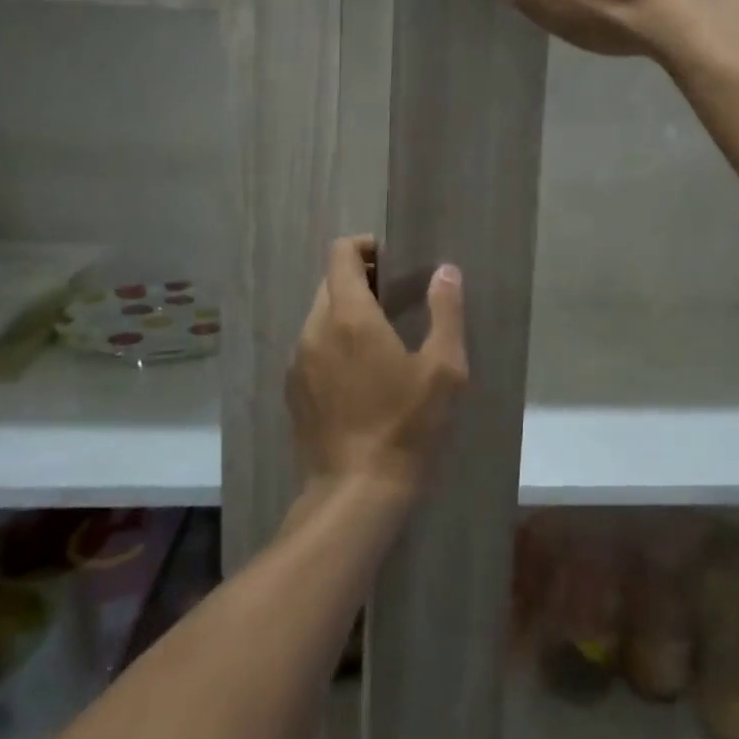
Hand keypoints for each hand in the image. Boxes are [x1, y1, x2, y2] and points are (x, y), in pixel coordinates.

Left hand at [287, 237, 468, 495]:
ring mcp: (298, 361)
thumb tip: (446, 271)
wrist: (356, 492)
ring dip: (346, 311)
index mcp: (349, 317)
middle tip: (396, 297)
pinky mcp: (293, 390)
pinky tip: (360, 373)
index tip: (393, 261)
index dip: (366, 246)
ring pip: (319, 315)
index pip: (341, 254)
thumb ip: (446, 312)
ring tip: (380, 336)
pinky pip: (311, 346)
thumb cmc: (406, 426)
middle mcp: (314, 330)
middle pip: (330, 282)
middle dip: (361, 278)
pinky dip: (333, 341)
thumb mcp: (444, 369)